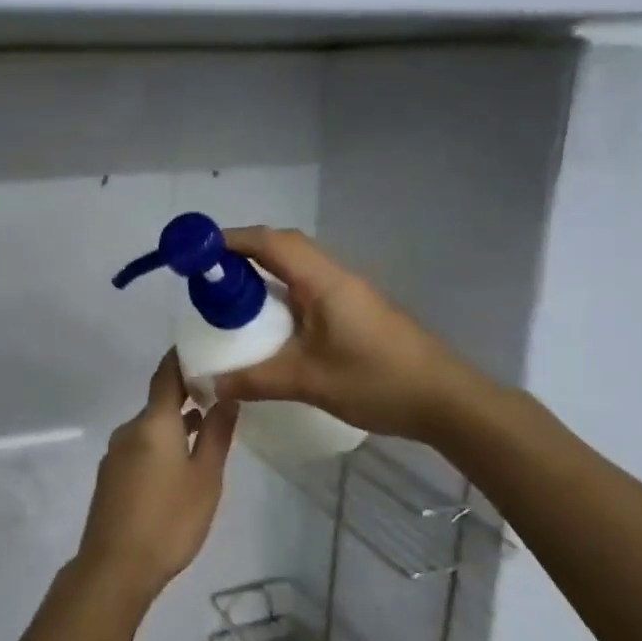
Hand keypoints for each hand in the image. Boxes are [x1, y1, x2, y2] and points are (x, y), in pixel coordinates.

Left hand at [76, 352, 239, 604]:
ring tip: (208, 429)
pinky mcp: (111, 477)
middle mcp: (129, 430)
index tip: (204, 348)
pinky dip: (162, 444)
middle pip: (159, 402)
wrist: (115, 566)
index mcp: (153, 422)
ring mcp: (116, 453)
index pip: (166, 374)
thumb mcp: (205, 477)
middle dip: (187, 396)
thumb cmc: (169, 519)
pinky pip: (140, 447)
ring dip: (176, 424)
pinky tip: (181, 464)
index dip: (182, 358)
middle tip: (220, 394)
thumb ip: (217, 435)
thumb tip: (227, 397)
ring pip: (151, 428)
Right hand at [212, 227, 478, 441]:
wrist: (446, 400)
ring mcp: (348, 294)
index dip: (230, 240)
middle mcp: (335, 278)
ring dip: (263, 274)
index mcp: (323, 282)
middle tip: (207, 279)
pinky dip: (280, 295)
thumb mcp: (308, 382)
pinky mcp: (355, 312)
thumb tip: (206, 385)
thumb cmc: (377, 381)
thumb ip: (253, 381)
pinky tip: (269, 326)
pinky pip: (308, 290)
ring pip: (297, 268)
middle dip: (242, 254)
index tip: (196, 252)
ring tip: (230, 300)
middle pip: (282, 248)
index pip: (270, 242)